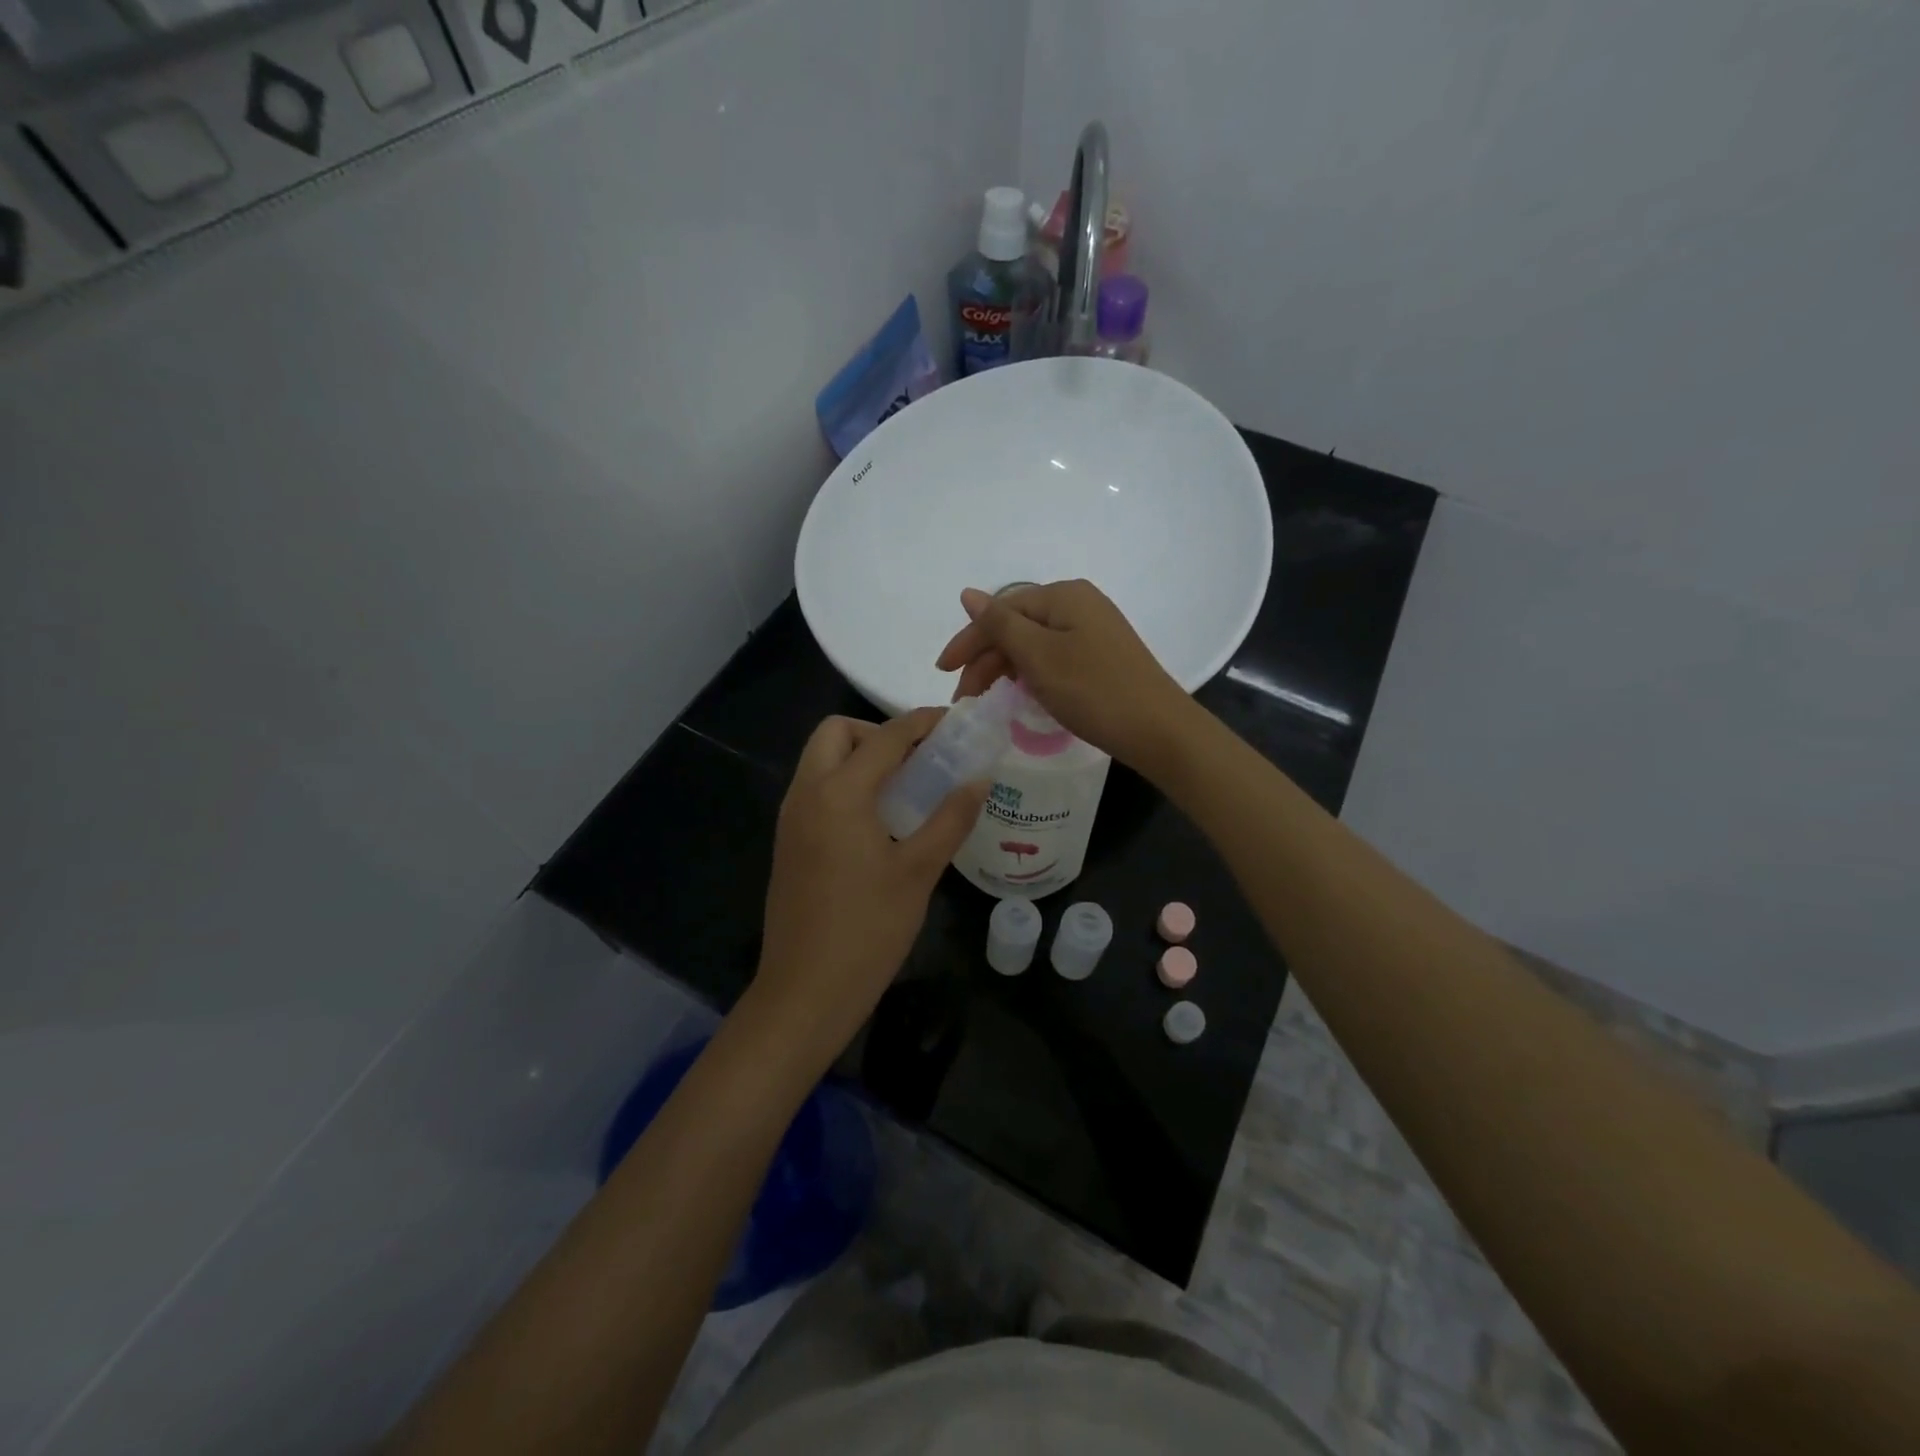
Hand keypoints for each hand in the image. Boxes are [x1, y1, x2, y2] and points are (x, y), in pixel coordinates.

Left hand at [747, 710, 987, 1072]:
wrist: (805, 992)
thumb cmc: (867, 930)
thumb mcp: (919, 872)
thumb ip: (951, 818)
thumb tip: (979, 779)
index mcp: (838, 793)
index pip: (884, 736)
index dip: (922, 722)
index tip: (955, 723)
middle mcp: (806, 794)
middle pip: (836, 733)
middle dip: (877, 733)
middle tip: (918, 761)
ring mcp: (791, 819)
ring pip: (821, 760)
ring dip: (859, 758)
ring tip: (906, 789)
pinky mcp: (788, 842)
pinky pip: (816, 790)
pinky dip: (845, 784)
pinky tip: (880, 822)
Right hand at [934, 579, 1194, 773]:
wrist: (1157, 729)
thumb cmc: (1092, 690)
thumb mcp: (1038, 656)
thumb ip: (1000, 624)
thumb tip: (969, 593)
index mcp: (1063, 596)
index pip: (1001, 611)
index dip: (968, 640)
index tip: (943, 672)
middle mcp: (1079, 604)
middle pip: (1017, 626)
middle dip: (985, 659)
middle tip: (965, 697)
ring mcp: (1093, 630)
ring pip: (1034, 644)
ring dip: (1005, 669)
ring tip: (987, 699)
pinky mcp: (1102, 656)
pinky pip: (1053, 657)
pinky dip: (1030, 674)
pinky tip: (1021, 693)